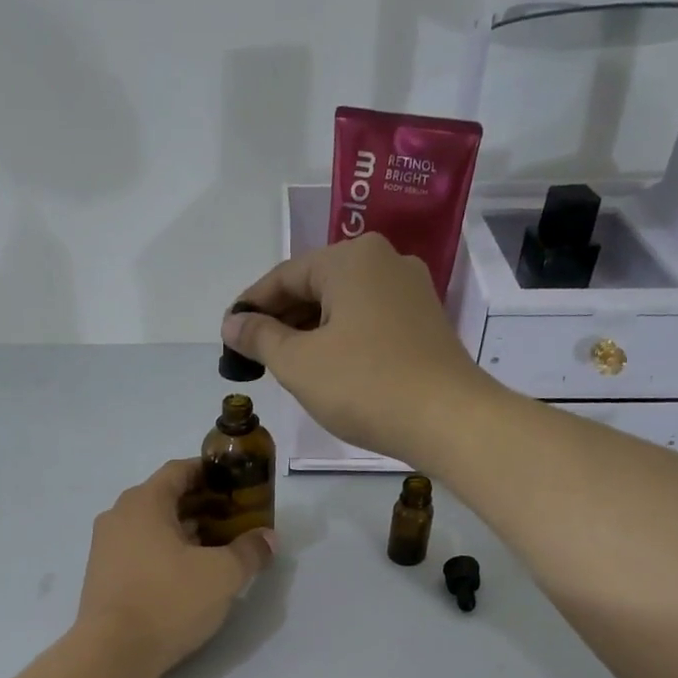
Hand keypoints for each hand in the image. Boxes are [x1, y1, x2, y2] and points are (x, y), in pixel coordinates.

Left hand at [77, 459, 274, 677]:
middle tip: (237, 520)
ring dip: (187, 532)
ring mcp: (106, 548)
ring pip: (153, 527)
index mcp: (143, 502)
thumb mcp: (222, 575)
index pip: (180, 470)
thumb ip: (249, 551)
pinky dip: (167, 553)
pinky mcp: (104, 577)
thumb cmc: (169, 600)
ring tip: (219, 548)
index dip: (212, 473)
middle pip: (166, 498)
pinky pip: (141, 551)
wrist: (113, 654)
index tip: (238, 484)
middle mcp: (118, 516)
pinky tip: (190, 574)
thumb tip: (268, 539)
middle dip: (204, 506)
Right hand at [222, 233, 495, 463]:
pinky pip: (369, 320)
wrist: (448, 420)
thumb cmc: (364, 385)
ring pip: (344, 304)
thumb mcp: (298, 363)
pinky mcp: (425, 322)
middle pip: (316, 285)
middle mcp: (385, 261)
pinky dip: (341, 338)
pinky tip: (327, 367)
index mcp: (351, 258)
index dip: (251, 306)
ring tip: (284, 364)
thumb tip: (232, 323)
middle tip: (253, 354)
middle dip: (281, 319)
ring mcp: (411, 291)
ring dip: (310, 330)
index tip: (229, 335)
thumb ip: (260, 338)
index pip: (284, 276)